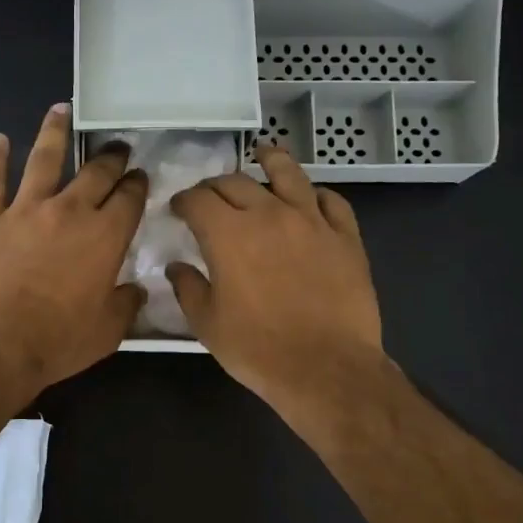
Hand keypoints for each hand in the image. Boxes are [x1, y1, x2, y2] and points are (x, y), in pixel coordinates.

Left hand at [0, 104, 146, 397]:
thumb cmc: (58, 342)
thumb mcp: (107, 331)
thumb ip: (125, 305)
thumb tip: (136, 290)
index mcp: (105, 237)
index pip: (129, 199)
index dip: (137, 184)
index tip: (139, 176)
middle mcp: (69, 212)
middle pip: (95, 173)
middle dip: (110, 156)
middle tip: (116, 147)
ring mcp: (25, 210)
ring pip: (44, 160)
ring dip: (55, 132)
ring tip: (61, 110)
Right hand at [167, 144, 384, 411]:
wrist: (325, 368)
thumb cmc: (257, 349)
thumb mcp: (207, 324)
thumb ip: (188, 287)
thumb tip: (177, 267)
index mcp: (229, 233)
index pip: (198, 200)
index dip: (183, 200)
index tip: (178, 209)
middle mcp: (269, 214)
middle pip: (236, 182)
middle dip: (215, 186)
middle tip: (209, 197)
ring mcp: (312, 221)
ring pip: (288, 174)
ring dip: (270, 161)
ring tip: (264, 154)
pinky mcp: (345, 236)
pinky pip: (332, 201)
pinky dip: (315, 194)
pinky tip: (310, 197)